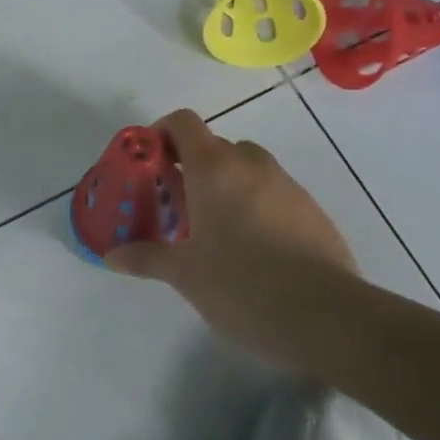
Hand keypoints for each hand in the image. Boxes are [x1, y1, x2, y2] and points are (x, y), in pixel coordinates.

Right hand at [105, 109, 360, 372]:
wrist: (327, 316)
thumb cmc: (242, 285)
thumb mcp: (185, 274)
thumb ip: (147, 258)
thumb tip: (112, 256)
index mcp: (214, 168)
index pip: (183, 123)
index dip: (161, 133)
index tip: (148, 162)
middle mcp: (252, 164)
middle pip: (215, 146)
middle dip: (192, 168)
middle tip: (176, 206)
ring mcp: (288, 185)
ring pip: (247, 170)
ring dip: (226, 187)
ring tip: (214, 232)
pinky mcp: (313, 210)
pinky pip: (273, 194)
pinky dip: (256, 206)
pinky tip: (252, 251)